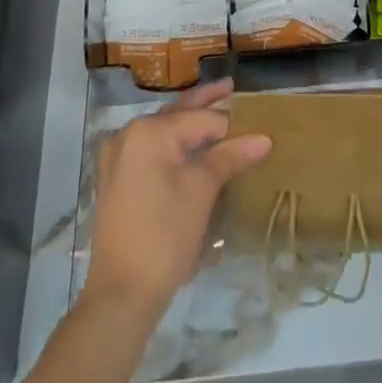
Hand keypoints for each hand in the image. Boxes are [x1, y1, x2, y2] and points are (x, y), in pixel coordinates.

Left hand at [81, 80, 271, 319]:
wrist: (120, 296)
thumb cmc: (164, 237)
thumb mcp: (201, 192)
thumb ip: (230, 157)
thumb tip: (264, 138)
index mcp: (150, 131)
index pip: (201, 119)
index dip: (232, 124)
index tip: (258, 122)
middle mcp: (130, 134)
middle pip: (177, 113)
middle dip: (205, 102)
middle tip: (231, 86)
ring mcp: (119, 157)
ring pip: (164, 130)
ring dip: (189, 123)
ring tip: (216, 112)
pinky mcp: (117, 179)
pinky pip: (151, 149)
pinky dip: (173, 144)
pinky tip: (190, 146)